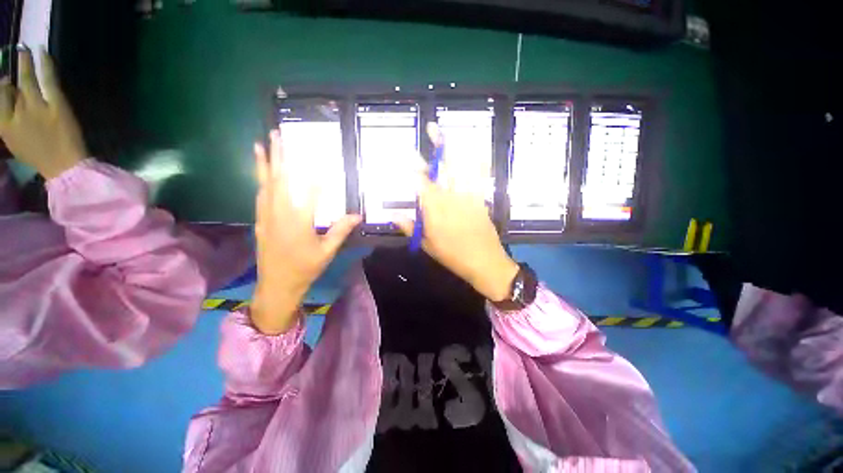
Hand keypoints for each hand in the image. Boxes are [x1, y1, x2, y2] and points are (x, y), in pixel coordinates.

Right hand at [0, 47, 86, 179]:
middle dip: (10, 68)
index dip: (2, 86)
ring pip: (27, 78)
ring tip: (24, 49)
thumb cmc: (40, 157)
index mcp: (4, 126)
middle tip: (14, 53)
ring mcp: (36, 107)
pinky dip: (45, 64)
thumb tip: (8, 95)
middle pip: (10, 86)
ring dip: (25, 62)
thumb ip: (9, 122)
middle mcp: (16, 113)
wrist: (64, 168)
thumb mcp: (15, 142)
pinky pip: (48, 79)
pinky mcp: (55, 104)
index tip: (5, 78)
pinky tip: (43, 52)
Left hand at [251, 129, 360, 334]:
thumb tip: (357, 215)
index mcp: (298, 222)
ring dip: (264, 164)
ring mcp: (266, 217)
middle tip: (277, 134)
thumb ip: (340, 231)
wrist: (277, 285)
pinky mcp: (260, 222)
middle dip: (279, 156)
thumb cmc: (305, 269)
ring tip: (261, 144)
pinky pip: (259, 196)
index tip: (321, 160)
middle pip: (279, 180)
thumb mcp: (327, 252)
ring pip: (264, 185)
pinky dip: (260, 181)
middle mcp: (279, 214)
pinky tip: (261, 174)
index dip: (316, 176)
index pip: (309, 192)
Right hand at [394, 123, 518, 301]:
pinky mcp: (480, 199)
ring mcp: (468, 196)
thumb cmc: (453, 256)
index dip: (415, 167)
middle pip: (443, 168)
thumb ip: (410, 228)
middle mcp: (451, 198)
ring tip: (452, 133)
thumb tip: (394, 215)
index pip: (422, 183)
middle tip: (433, 127)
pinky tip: (474, 153)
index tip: (409, 154)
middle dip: (437, 146)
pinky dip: (476, 162)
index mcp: (435, 210)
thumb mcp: (427, 245)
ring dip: (456, 148)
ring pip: (462, 168)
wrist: (485, 262)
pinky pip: (478, 177)